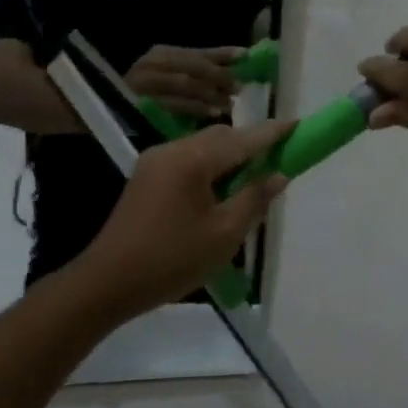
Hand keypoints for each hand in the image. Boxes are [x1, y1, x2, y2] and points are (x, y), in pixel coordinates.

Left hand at [75, 121, 289, 314]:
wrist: (108, 283)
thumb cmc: (172, 260)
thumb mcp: (224, 234)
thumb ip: (254, 198)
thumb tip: (278, 175)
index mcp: (192, 160)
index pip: (243, 139)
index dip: (273, 133)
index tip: (299, 125)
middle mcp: (171, 150)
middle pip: (221, 137)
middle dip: (251, 145)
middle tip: (279, 161)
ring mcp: (155, 162)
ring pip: (203, 148)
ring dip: (231, 158)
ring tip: (253, 181)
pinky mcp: (146, 178)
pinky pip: (188, 161)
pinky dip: (211, 168)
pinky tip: (223, 191)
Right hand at [125, 45, 244, 118]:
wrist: (109, 110)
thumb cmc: (149, 95)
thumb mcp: (174, 77)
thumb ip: (201, 71)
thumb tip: (236, 68)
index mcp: (163, 53)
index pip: (198, 52)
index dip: (223, 54)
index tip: (245, 56)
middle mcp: (153, 63)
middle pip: (193, 66)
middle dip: (219, 76)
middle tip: (239, 87)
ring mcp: (145, 82)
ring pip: (184, 83)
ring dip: (210, 94)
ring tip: (229, 103)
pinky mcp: (141, 103)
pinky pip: (173, 104)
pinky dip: (195, 108)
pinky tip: (212, 114)